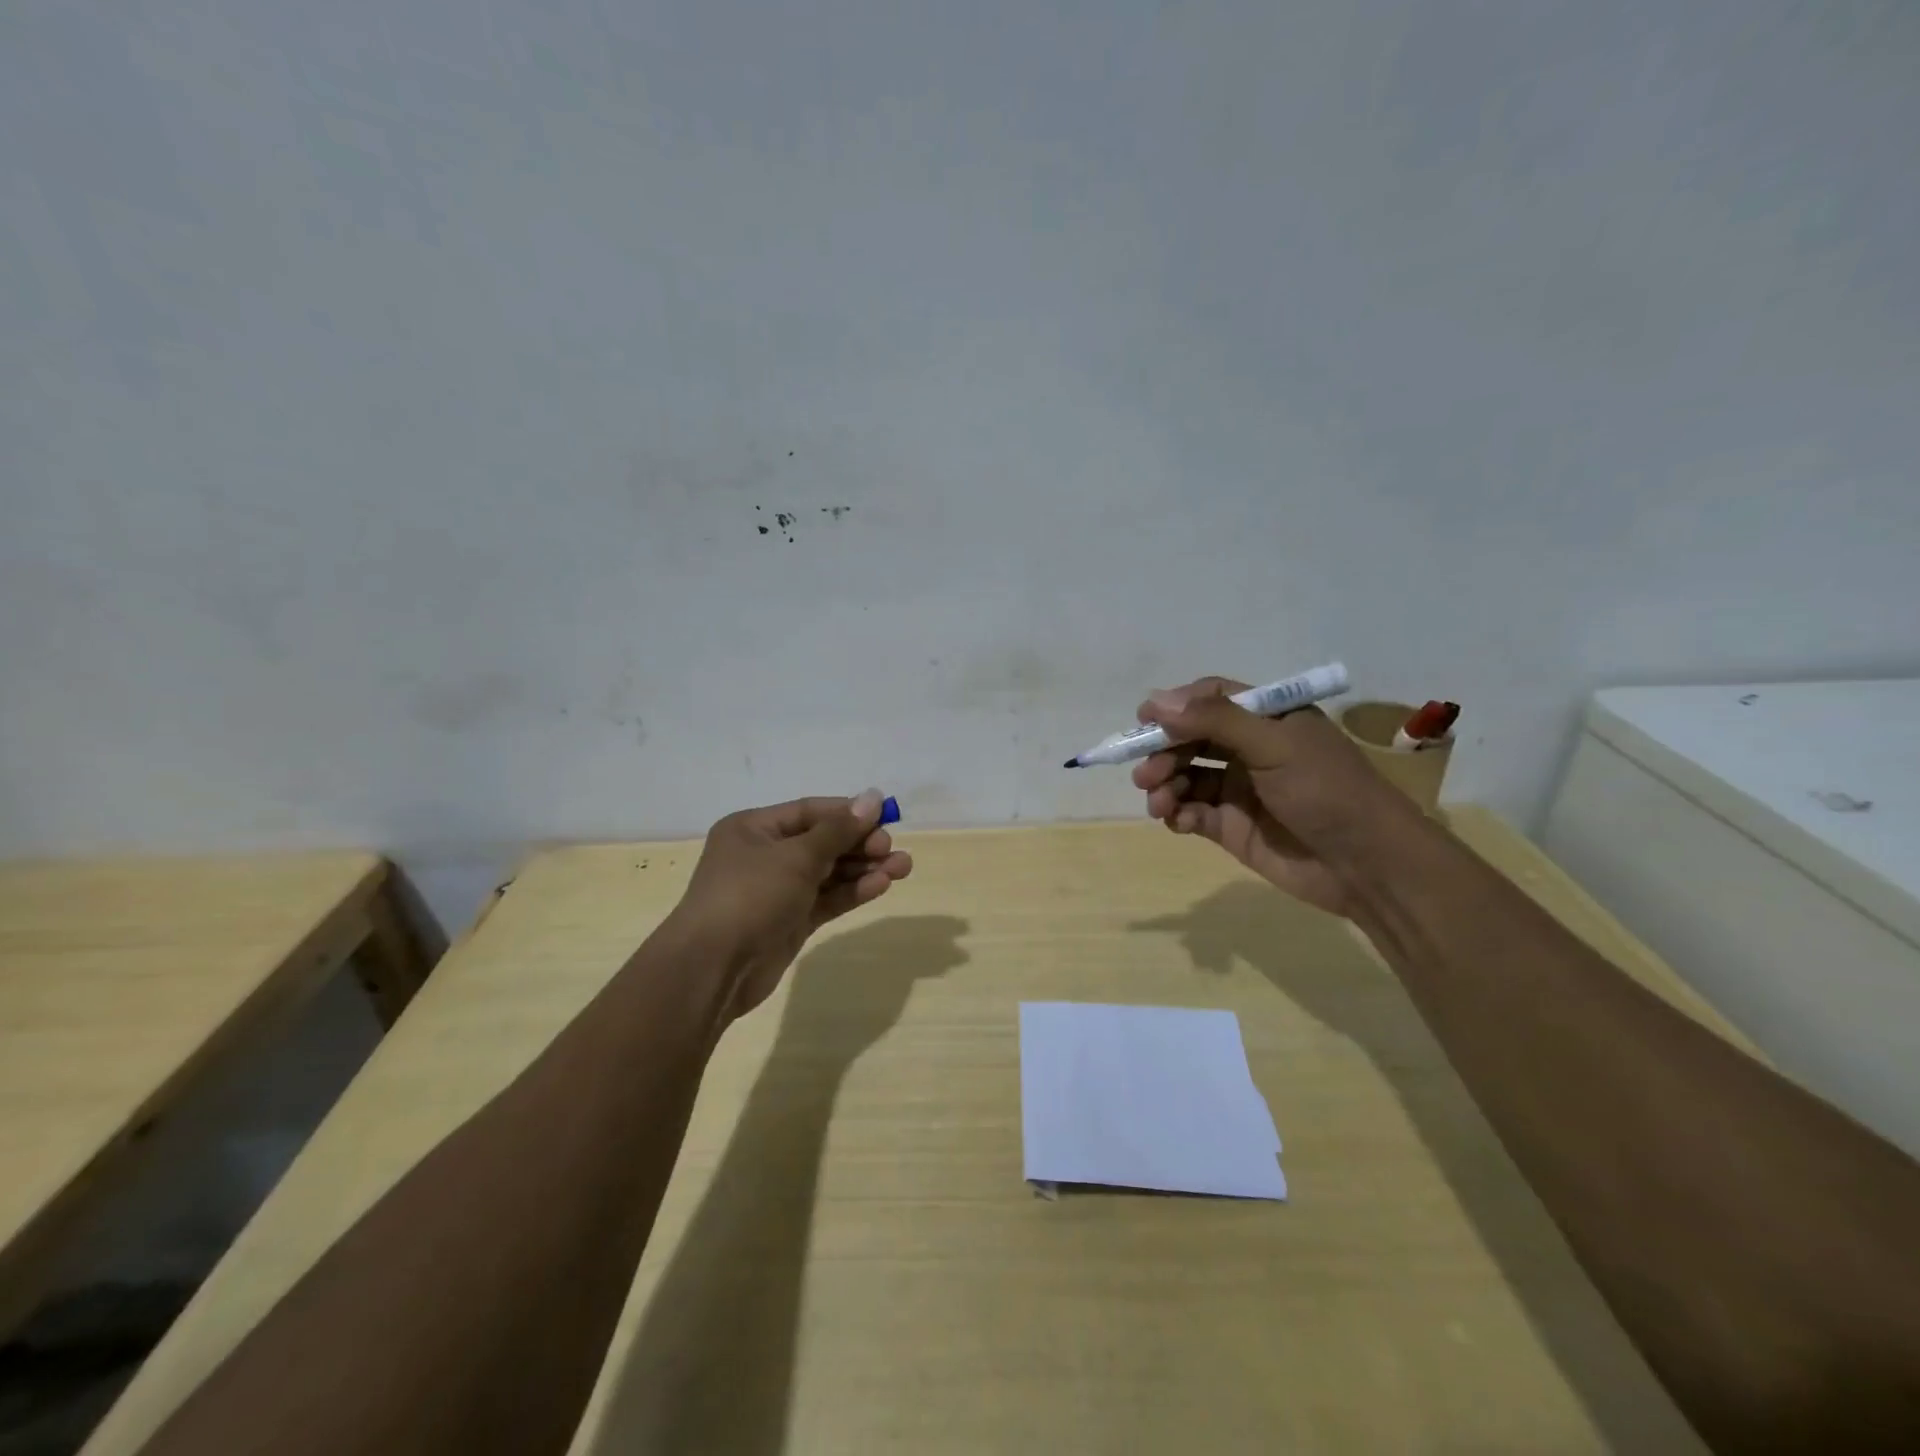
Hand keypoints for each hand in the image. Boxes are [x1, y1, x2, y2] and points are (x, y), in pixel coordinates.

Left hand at [669, 790, 912, 1020]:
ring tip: (903, 868)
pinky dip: (852, 892)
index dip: (849, 813)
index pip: (810, 811)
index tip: (886, 817)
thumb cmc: (750, 896)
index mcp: (754, 828)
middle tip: (891, 848)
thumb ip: (839, 830)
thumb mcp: (797, 856)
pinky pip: (826, 899)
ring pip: (829, 872)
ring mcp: (777, 890)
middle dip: (860, 844)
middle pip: (822, 841)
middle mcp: (764, 855)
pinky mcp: (790, 921)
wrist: (713, 969)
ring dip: (863, 869)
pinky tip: (881, 886)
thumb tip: (873, 797)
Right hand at [1131, 678, 1411, 917]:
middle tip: (1146, 773)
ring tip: (1158, 802)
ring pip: (1185, 777)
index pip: (1210, 700)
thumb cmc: (1326, 791)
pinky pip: (1191, 812)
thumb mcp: (1274, 745)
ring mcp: (1239, 789)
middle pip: (1190, 739)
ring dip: (1164, 784)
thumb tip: (1156, 701)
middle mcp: (1249, 750)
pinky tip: (1177, 820)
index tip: (1143, 720)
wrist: (1367, 865)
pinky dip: (1177, 813)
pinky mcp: (1231, 827)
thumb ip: (1215, 720)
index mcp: (1267, 720)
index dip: (1175, 707)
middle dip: (1163, 752)